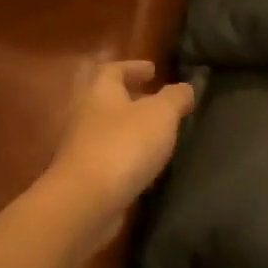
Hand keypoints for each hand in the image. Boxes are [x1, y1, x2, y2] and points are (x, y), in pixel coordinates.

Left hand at [49, 60, 195, 223]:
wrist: (86, 201)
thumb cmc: (124, 146)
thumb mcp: (160, 115)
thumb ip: (175, 97)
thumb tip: (186, 87)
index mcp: (100, 91)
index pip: (113, 69)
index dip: (134, 67)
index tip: (153, 69)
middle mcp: (84, 114)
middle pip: (104, 97)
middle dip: (127, 96)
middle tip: (152, 98)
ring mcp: (80, 146)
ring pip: (105, 127)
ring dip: (127, 126)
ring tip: (154, 132)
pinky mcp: (84, 175)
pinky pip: (106, 155)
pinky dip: (124, 153)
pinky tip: (143, 163)